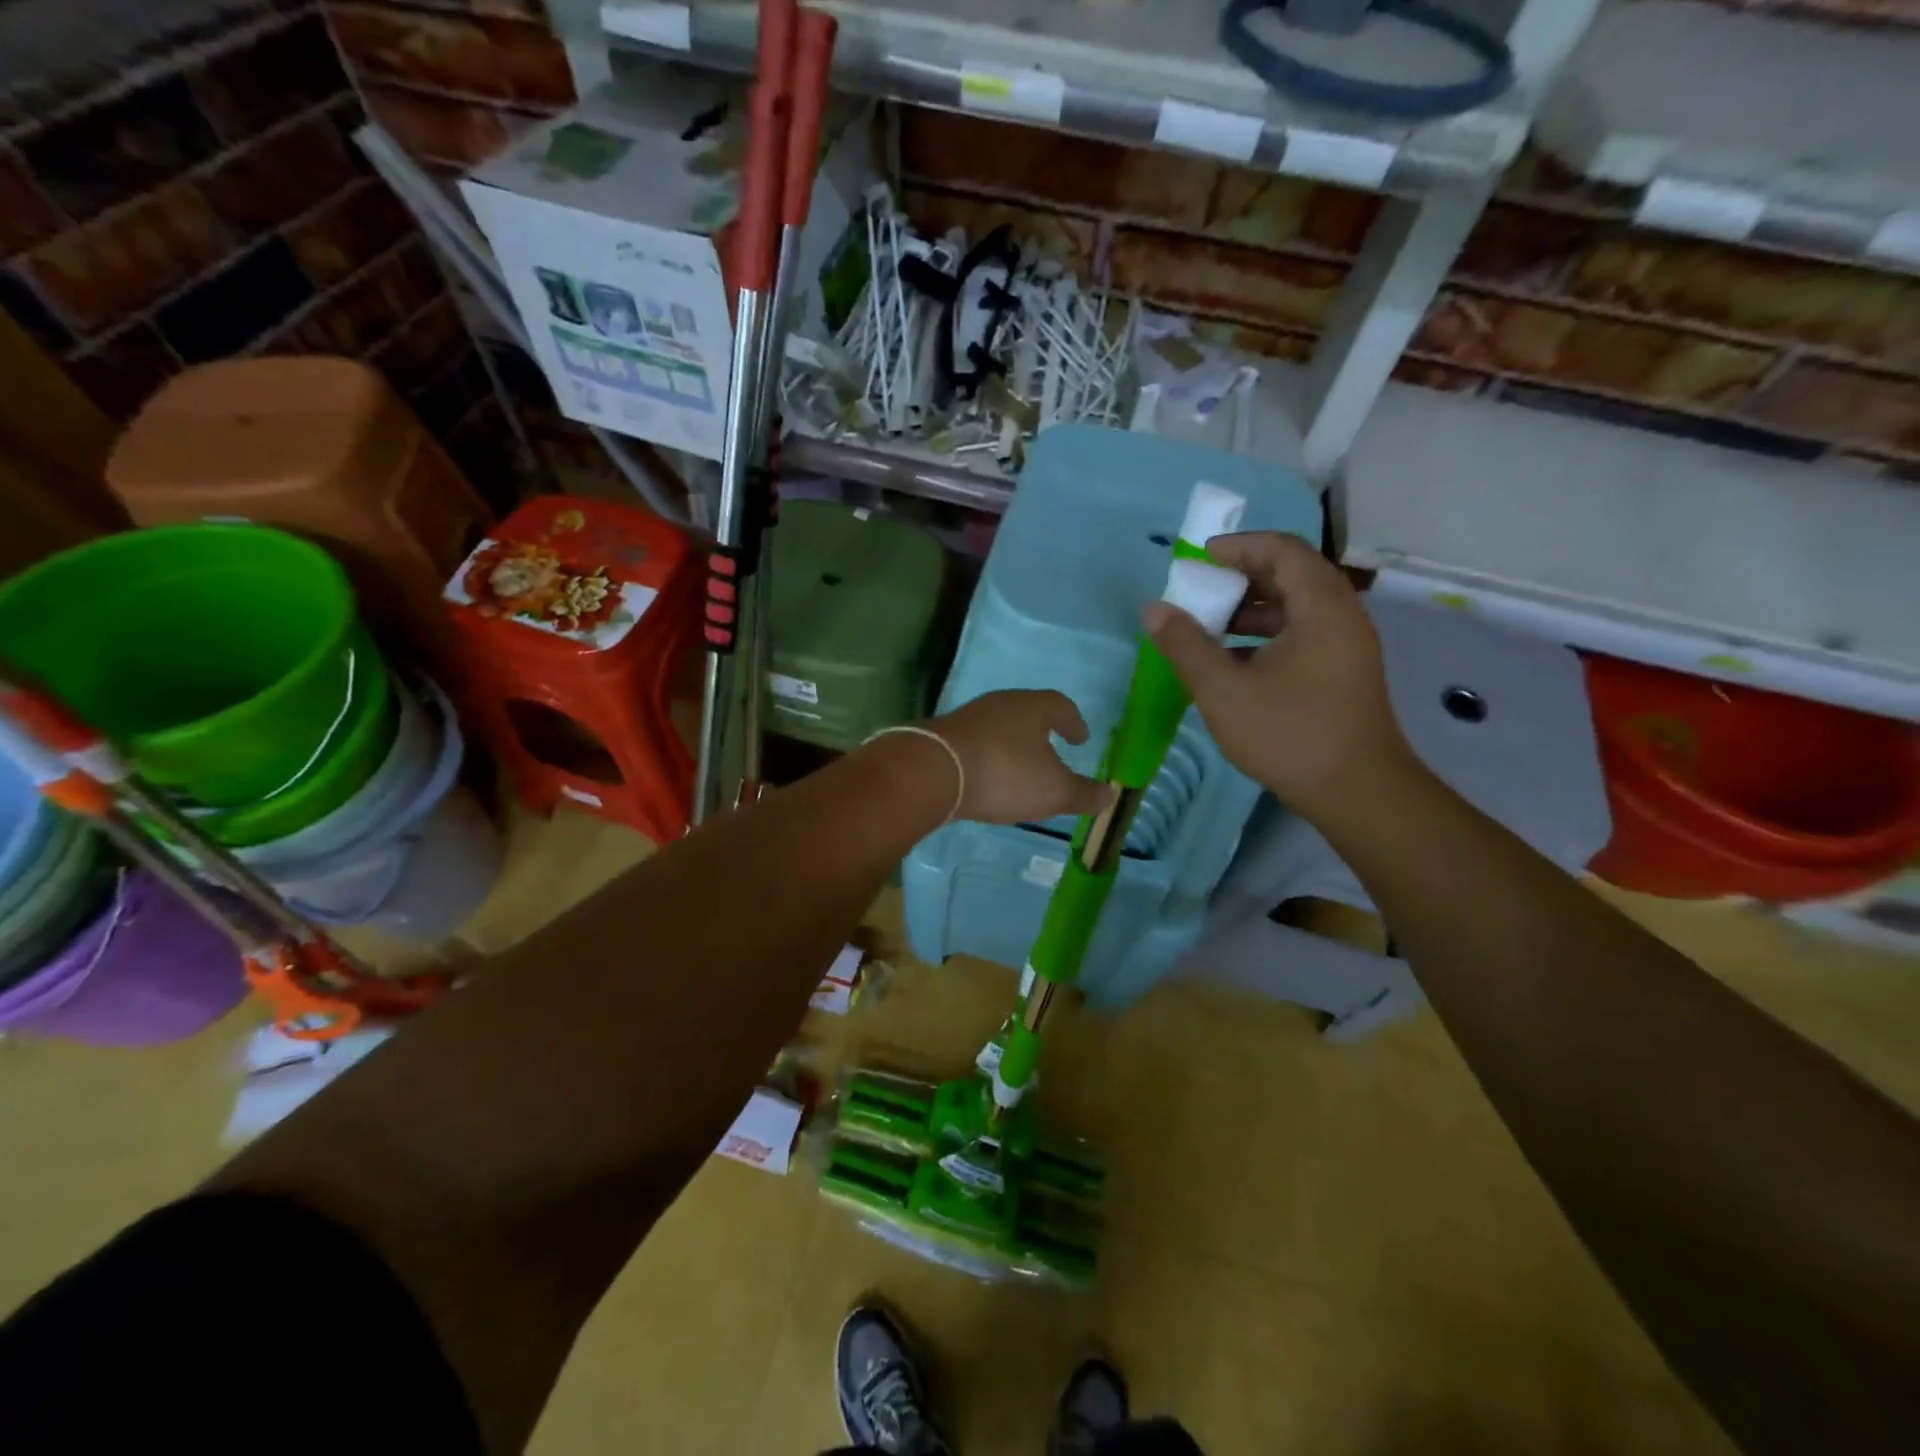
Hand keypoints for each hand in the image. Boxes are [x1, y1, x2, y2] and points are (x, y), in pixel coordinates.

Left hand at [928, 690, 1111, 825]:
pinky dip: (989, 757)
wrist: (933, 773)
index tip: (1080, 738)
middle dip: (1042, 731)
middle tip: (1052, 750)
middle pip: (1028, 712)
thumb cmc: (1005, 774)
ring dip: (1013, 745)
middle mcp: (1001, 703)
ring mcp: (969, 717)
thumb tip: (1109, 795)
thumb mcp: (1054, 791)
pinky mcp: (944, 736)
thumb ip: (1083, 794)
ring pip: (1000, 727)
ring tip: (1021, 769)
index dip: (1074, 722)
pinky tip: (988, 778)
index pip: (1061, 706)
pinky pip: (977, 743)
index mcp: (1033, 707)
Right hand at [1143, 532, 1411, 822]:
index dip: (1239, 546)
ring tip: (1211, 626)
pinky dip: (1267, 634)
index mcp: (1321, 607)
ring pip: (1297, 607)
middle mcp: (1342, 616)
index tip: (1200, 557)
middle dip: (1242, 577)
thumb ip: (1185, 645)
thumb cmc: (1288, 733)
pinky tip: (1235, 662)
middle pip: (1292, 574)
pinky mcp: (1343, 672)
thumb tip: (1153, 609)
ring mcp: (1347, 646)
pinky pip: (1304, 634)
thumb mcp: (1223, 689)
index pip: (1283, 550)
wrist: (1356, 792)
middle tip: (1202, 590)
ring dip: (1253, 608)